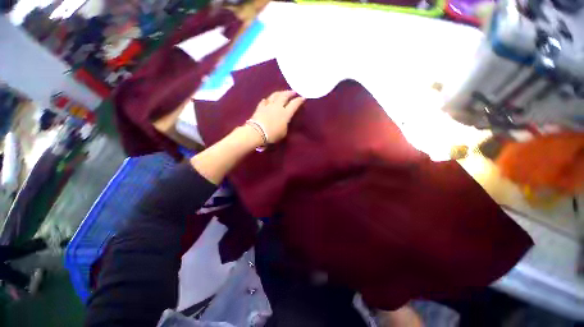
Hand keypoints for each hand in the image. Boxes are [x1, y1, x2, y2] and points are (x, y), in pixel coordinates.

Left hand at [249, 90, 304, 143]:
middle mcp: (277, 107)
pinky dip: (267, 100)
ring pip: (274, 95)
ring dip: (280, 93)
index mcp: (285, 113)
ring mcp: (268, 106)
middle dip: (290, 93)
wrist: (257, 133)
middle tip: (294, 92)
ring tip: (282, 92)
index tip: (303, 97)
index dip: (299, 100)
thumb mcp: (283, 132)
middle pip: (284, 96)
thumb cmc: (272, 135)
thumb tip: (285, 121)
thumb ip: (285, 125)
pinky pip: (264, 101)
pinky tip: (267, 99)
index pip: (294, 104)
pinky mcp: (260, 107)